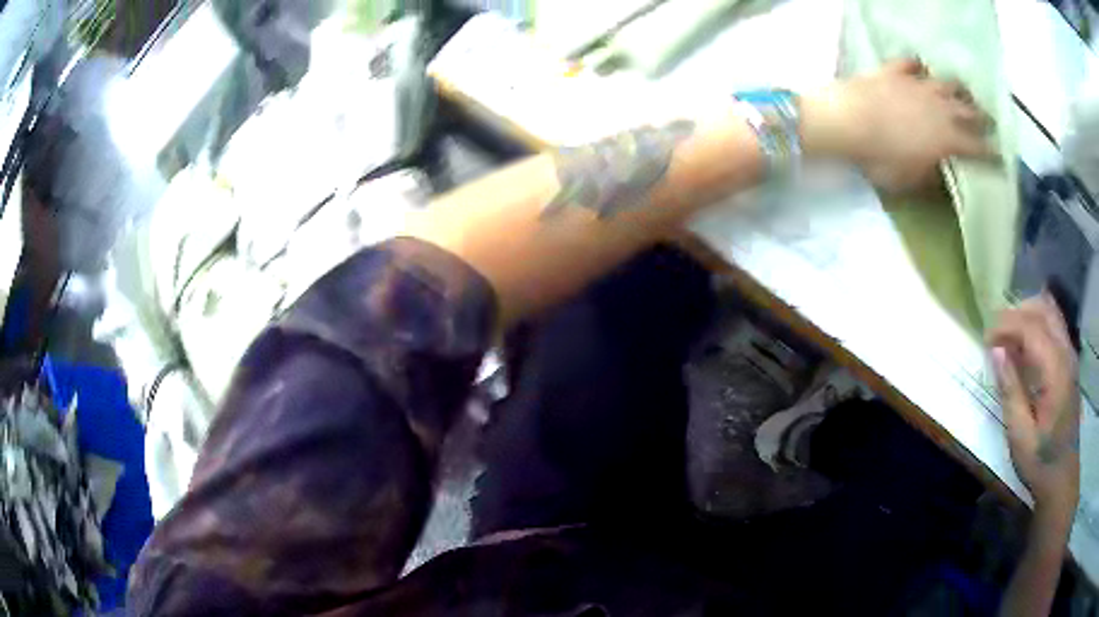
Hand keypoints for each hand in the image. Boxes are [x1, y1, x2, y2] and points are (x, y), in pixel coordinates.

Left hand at [801, 59, 994, 192]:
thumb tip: (942, 177)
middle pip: (969, 111)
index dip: (991, 153)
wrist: (848, 121)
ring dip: (957, 89)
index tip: (1001, 156)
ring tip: (963, 92)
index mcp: (948, 140)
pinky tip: (920, 67)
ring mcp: (919, 85)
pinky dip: (918, 66)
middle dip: (982, 118)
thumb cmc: (882, 159)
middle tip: (989, 121)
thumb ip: (930, 178)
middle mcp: (941, 108)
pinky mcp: (896, 71)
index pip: (978, 147)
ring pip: (946, 83)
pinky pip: (911, 63)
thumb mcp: (911, 181)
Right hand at [988, 295, 1080, 532]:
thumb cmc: (1041, 462)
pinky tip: (1025, 346)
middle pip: (1042, 307)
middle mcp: (1066, 352)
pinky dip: (1037, 323)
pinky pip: (1054, 324)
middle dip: (1016, 313)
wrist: (1062, 477)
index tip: (985, 341)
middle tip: (995, 336)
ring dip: (1027, 314)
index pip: (1030, 327)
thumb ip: (1011, 392)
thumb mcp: (1020, 438)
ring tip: (1009, 338)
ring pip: (1050, 310)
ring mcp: (1070, 354)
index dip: (1005, 325)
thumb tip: (996, 352)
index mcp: (1055, 371)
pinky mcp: (1070, 360)